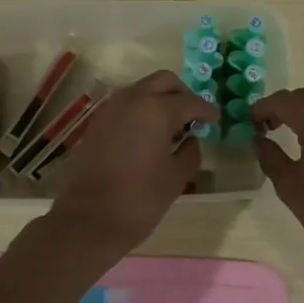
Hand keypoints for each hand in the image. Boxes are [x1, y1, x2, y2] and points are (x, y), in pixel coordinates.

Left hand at [45, 71, 218, 258]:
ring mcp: (111, 108)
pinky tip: (150, 135)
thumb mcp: (176, 178)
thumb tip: (193, 139)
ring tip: (173, 128)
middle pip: (164, 81)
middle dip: (182, 95)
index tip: (216, 120)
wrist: (87, 221)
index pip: (190, 101)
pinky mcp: (97, 122)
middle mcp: (132, 99)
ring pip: (143, 89)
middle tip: (194, 118)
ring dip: (160, 99)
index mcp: (156, 109)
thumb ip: (191, 152)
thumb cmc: (139, 200)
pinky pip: (126, 104)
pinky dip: (142, 110)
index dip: (207, 111)